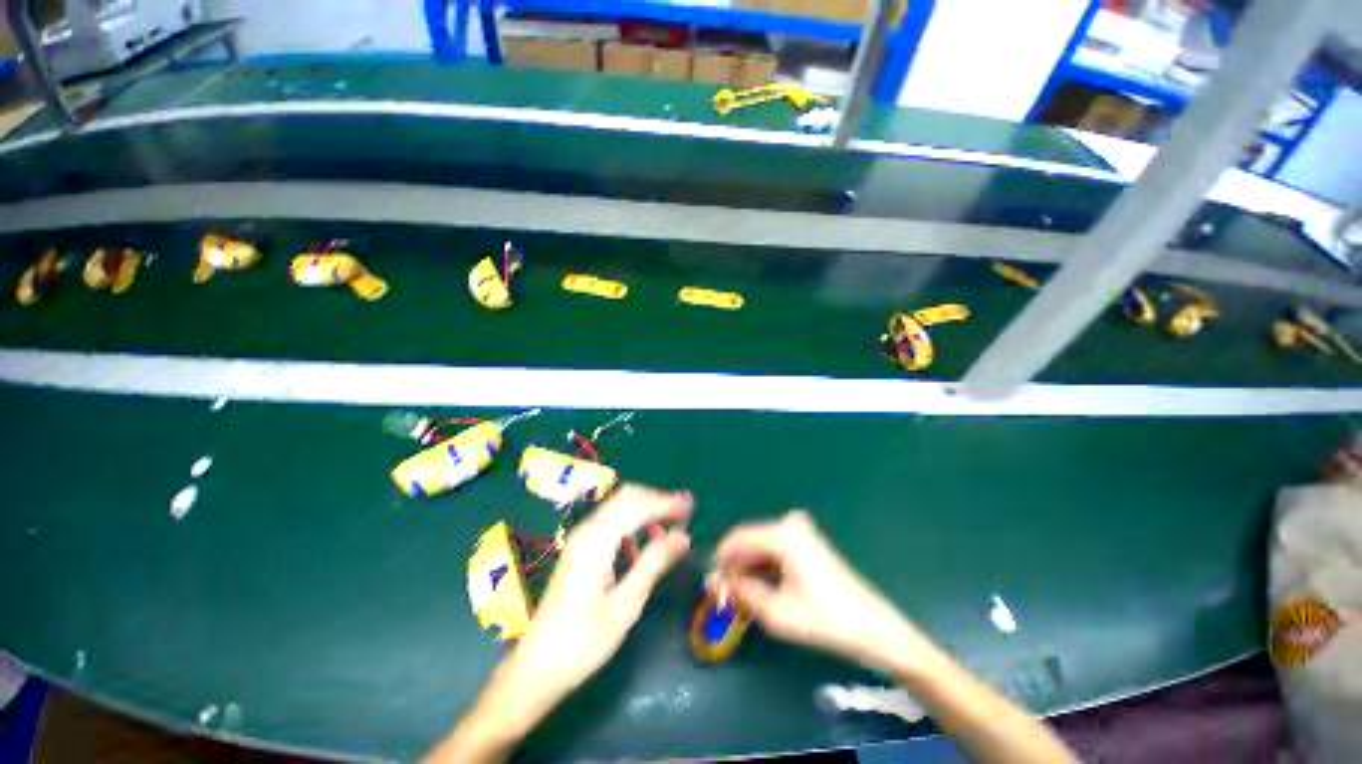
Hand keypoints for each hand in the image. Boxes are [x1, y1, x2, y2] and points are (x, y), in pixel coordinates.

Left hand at [504, 484, 693, 704]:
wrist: (536, 668)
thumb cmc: (582, 643)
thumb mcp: (625, 606)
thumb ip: (654, 564)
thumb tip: (683, 536)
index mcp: (597, 542)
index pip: (638, 506)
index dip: (666, 502)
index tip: (691, 506)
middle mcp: (587, 531)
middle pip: (626, 497)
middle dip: (656, 501)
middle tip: (683, 514)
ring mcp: (580, 539)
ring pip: (618, 507)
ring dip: (645, 511)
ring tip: (668, 531)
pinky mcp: (579, 550)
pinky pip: (610, 523)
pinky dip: (631, 524)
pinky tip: (641, 548)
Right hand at [716, 510, 930, 674]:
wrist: (872, 628)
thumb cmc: (825, 619)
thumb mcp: (776, 612)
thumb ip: (741, 592)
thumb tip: (714, 581)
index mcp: (783, 534)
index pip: (738, 539)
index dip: (722, 561)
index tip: (713, 584)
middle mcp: (790, 524)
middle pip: (750, 541)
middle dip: (736, 567)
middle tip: (728, 596)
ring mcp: (801, 530)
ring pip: (761, 546)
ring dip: (750, 569)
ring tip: (745, 598)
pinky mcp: (807, 541)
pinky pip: (775, 549)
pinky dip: (765, 568)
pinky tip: (764, 590)